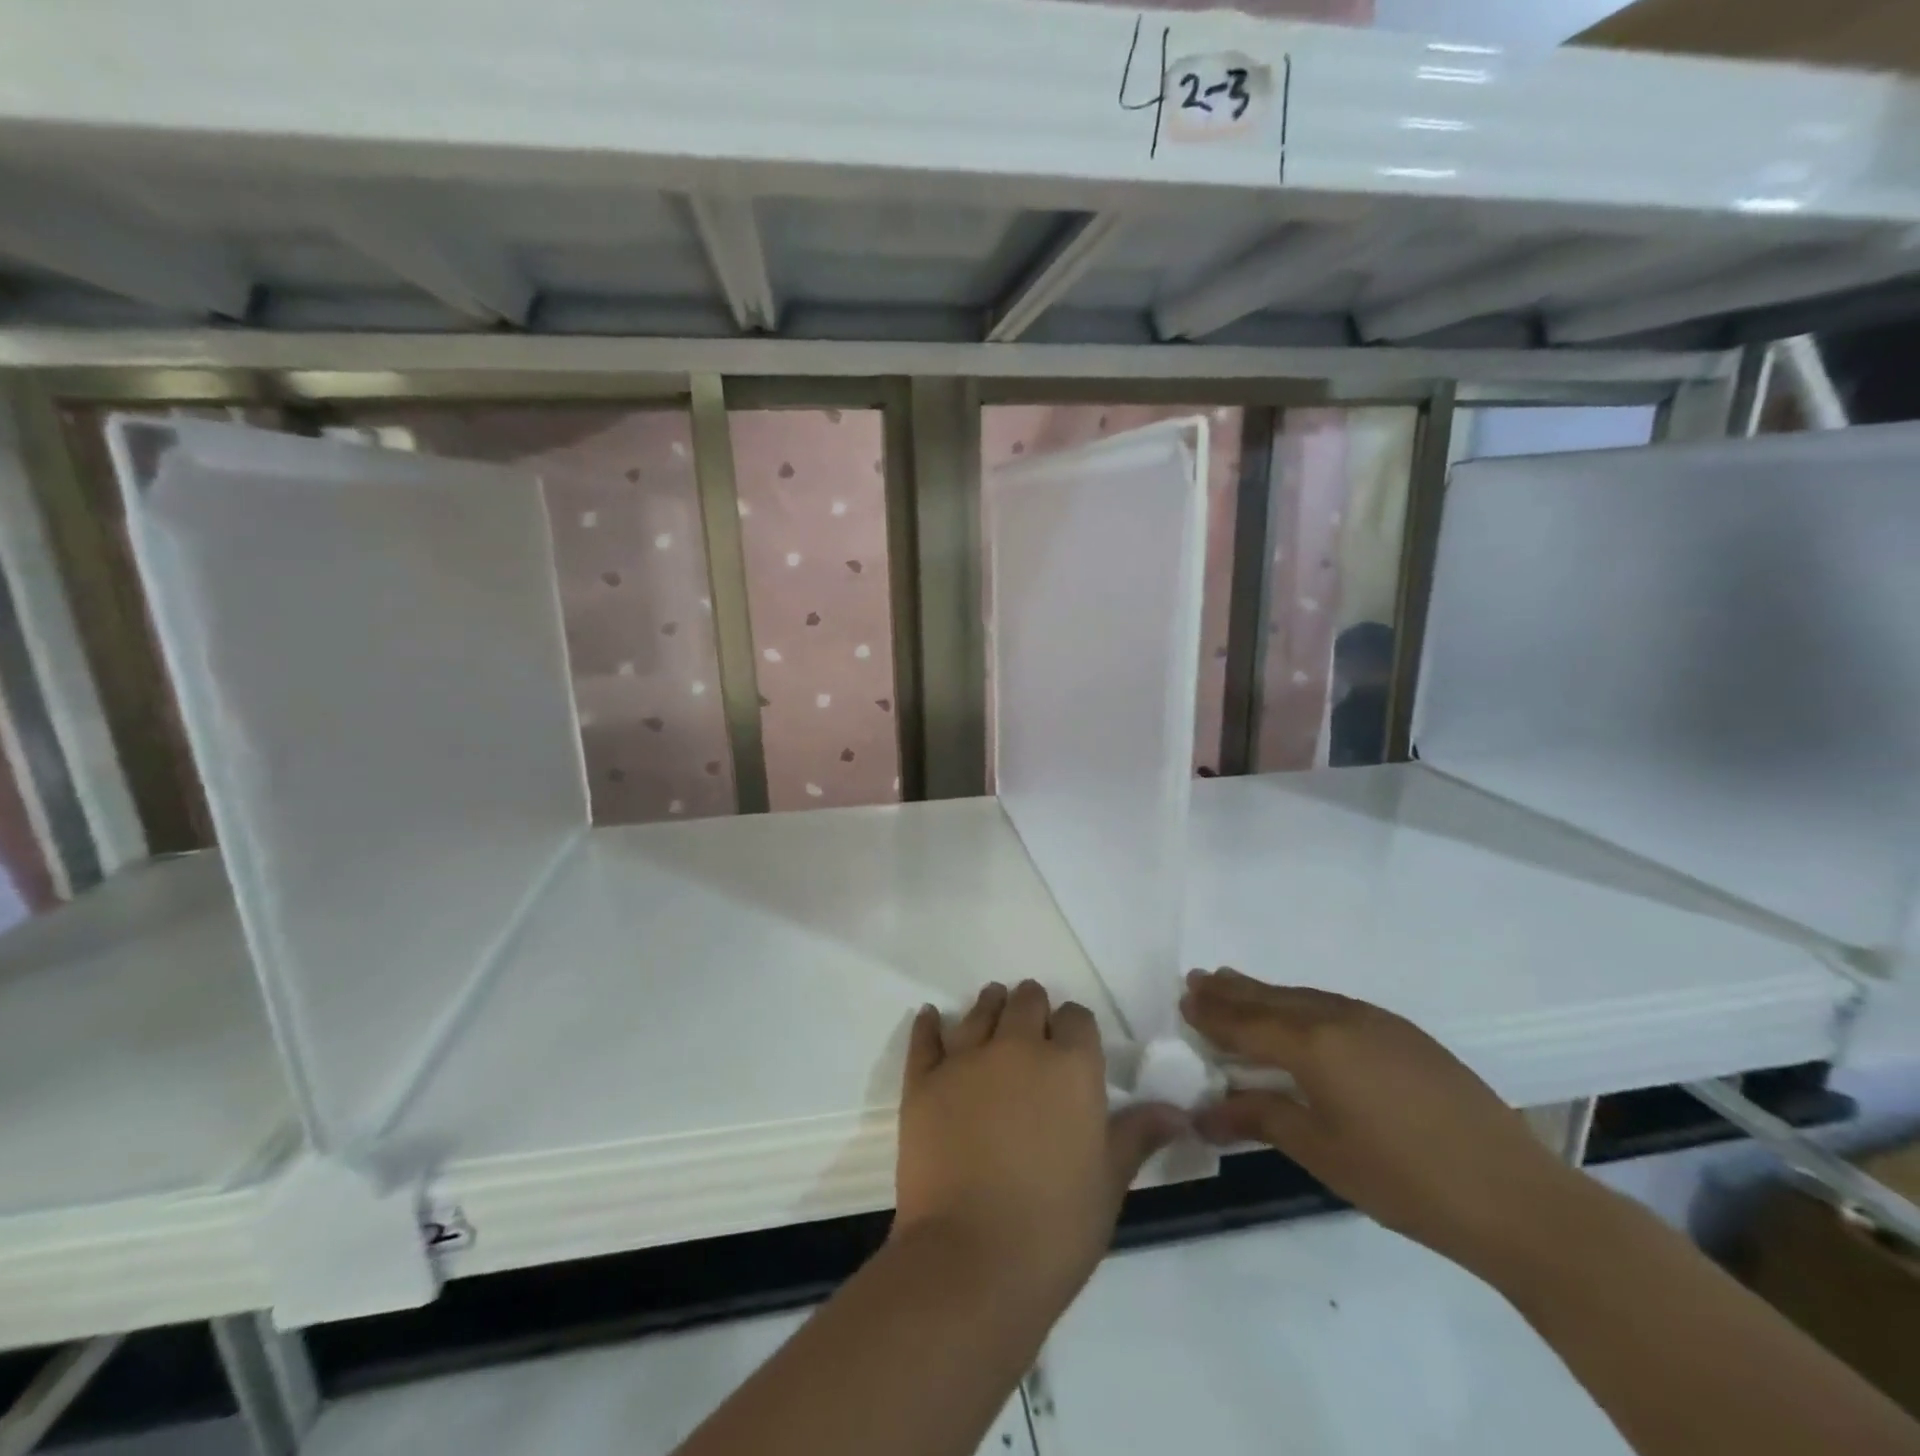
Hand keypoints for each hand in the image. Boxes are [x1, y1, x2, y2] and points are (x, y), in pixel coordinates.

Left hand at [895, 981, 1184, 1300]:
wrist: (972, 1261)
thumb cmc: (1056, 1227)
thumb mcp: (1109, 1182)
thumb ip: (1138, 1135)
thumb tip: (1178, 1113)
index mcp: (1070, 1066)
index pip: (1077, 1017)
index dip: (1075, 1029)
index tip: (1072, 1048)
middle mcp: (1018, 1046)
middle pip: (1026, 1000)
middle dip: (1033, 1009)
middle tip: (1031, 1031)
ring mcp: (965, 1059)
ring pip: (980, 1009)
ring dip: (990, 1007)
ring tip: (992, 1013)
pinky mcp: (923, 1080)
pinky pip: (925, 1037)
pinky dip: (929, 1025)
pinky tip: (931, 1018)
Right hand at [1181, 968, 1580, 1271]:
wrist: (1516, 1197)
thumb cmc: (1405, 1181)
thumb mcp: (1322, 1153)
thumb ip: (1261, 1119)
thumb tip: (1205, 1113)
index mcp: (1313, 1046)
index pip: (1246, 1023)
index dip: (1212, 1013)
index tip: (1182, 998)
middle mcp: (1339, 1018)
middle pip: (1271, 999)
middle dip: (1231, 991)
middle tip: (1197, 979)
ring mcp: (1376, 1021)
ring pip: (1303, 997)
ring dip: (1265, 992)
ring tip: (1235, 984)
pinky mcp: (1404, 1033)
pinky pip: (1334, 1005)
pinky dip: (1301, 1003)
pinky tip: (1298, 1013)